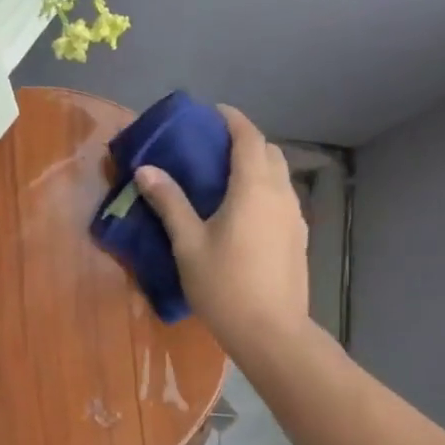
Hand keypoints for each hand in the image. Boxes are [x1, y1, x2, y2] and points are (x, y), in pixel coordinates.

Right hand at [134, 106, 310, 359]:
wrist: (270, 331)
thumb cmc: (224, 285)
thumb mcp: (188, 244)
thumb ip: (169, 203)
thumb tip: (145, 170)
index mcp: (254, 188)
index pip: (249, 138)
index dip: (233, 120)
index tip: (214, 112)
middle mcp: (281, 194)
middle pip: (269, 152)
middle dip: (246, 140)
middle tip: (215, 146)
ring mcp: (295, 217)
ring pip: (280, 176)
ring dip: (258, 165)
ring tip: (228, 177)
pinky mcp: (299, 238)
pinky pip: (283, 198)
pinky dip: (266, 188)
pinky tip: (245, 211)